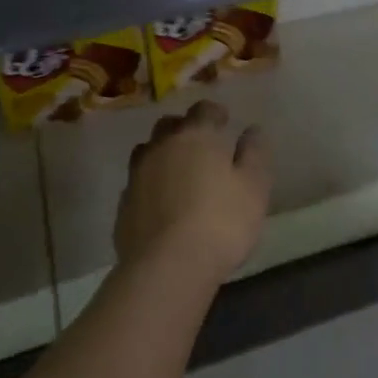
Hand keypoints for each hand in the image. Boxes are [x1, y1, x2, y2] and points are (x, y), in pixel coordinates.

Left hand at [115, 101, 271, 288]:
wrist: (167, 267)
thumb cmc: (221, 221)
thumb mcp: (254, 187)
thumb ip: (254, 154)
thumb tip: (252, 130)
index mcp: (196, 136)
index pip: (203, 110)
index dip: (215, 113)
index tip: (225, 122)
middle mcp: (161, 148)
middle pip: (169, 126)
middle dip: (184, 129)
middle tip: (201, 146)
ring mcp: (137, 176)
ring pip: (148, 152)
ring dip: (162, 155)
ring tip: (177, 172)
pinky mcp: (123, 206)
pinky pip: (138, 183)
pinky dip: (150, 185)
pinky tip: (162, 203)